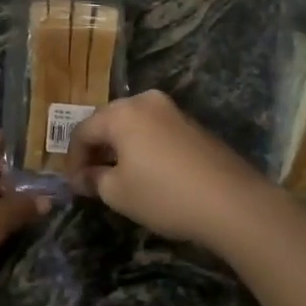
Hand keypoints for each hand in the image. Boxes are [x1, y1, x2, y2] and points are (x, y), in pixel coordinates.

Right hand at [64, 90, 286, 251]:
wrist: (233, 203)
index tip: (73, 185)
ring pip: (133, 126)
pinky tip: (146, 173)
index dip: (72, 159)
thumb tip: (82, 177)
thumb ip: (93, 180)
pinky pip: (155, 132)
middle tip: (90, 179)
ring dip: (120, 149)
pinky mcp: (193, 126)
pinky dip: (142, 148)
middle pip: (108, 122)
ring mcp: (173, 111)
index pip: (83, 131)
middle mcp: (146, 102)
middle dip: (96, 150)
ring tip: (116, 177)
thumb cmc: (164, 195)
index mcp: (122, 112)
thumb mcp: (118, 193)